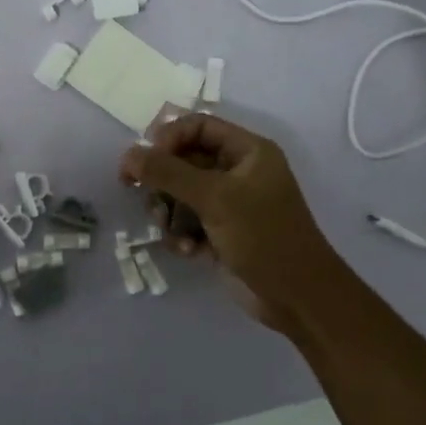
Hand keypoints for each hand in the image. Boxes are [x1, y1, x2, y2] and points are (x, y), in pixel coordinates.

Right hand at [119, 113, 336, 334]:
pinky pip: (187, 221)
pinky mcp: (221, 233)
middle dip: (163, 181)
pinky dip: (181, 234)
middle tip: (145, 197)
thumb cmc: (263, 236)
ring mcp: (230, 204)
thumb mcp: (215, 198)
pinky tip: (187, 250)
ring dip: (169, 211)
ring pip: (180, 194)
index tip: (145, 160)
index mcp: (248, 151)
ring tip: (169, 229)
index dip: (168, 138)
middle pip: (184, 160)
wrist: (297, 298)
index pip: (198, 126)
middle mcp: (238, 172)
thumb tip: (128, 154)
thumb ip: (168, 173)